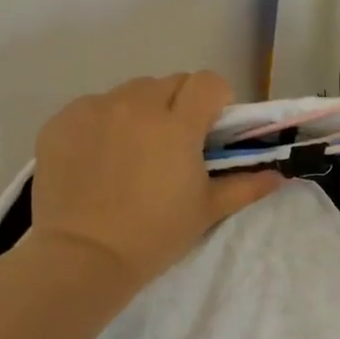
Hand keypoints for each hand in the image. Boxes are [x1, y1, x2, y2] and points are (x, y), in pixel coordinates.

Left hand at [32, 72, 281, 289]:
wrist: (83, 256)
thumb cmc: (155, 234)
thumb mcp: (206, 211)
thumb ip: (245, 186)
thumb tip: (279, 176)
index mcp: (177, 124)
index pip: (207, 82)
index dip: (216, 100)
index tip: (210, 129)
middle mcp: (136, 105)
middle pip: (169, 82)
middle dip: (178, 104)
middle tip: (173, 144)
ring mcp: (94, 110)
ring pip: (129, 92)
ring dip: (140, 111)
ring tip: (133, 150)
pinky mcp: (61, 122)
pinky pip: (92, 107)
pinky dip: (102, 123)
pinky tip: (99, 158)